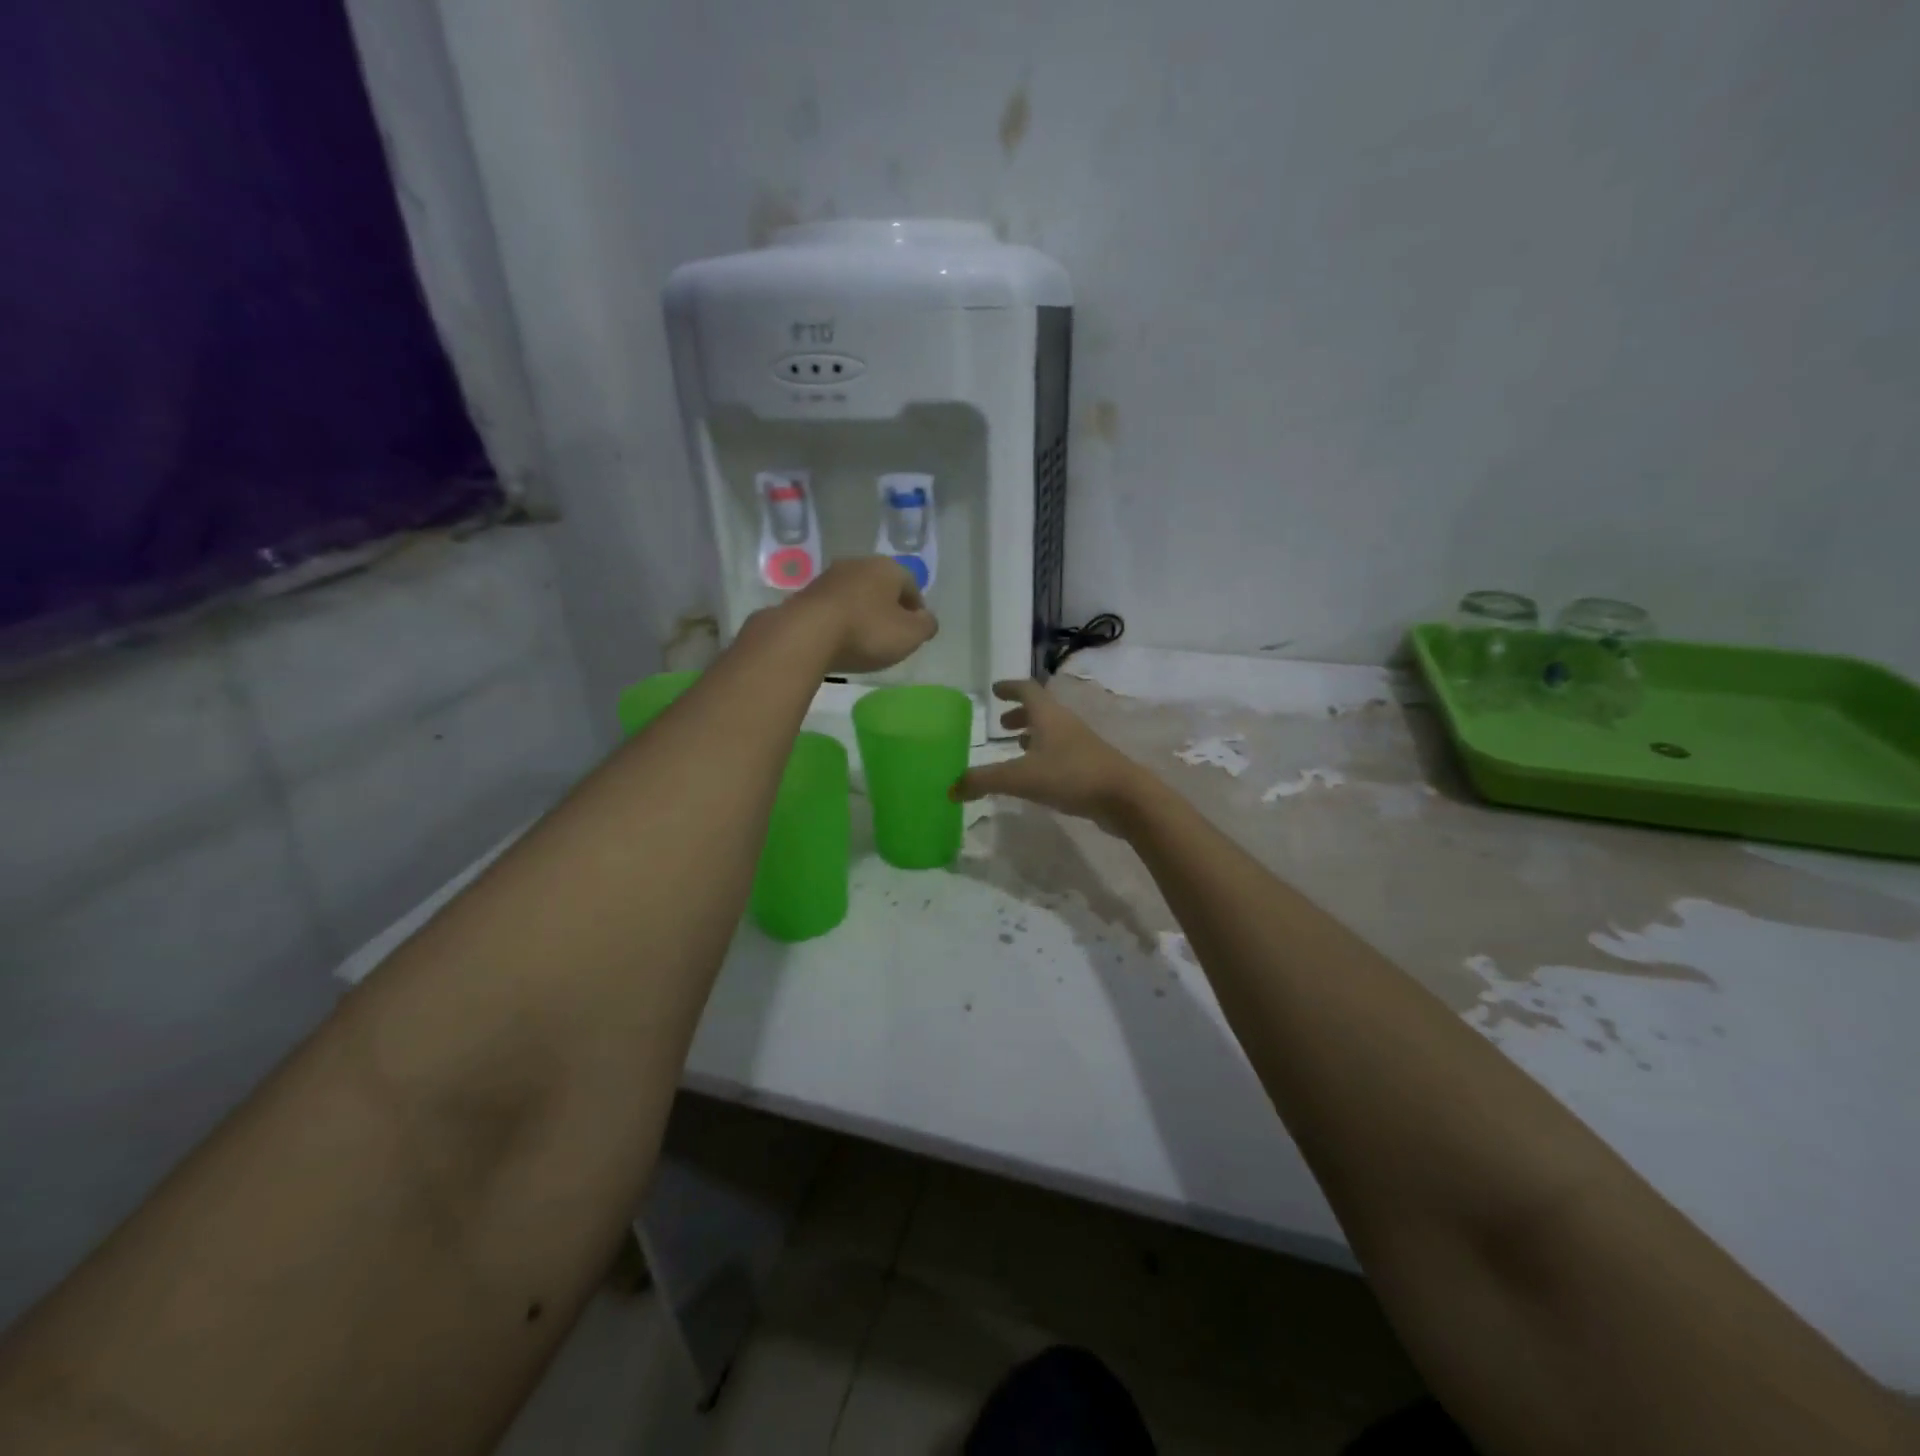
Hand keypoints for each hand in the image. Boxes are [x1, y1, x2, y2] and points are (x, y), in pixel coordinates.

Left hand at [784, 556, 937, 673]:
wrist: (806, 635)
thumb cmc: (867, 632)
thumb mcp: (910, 635)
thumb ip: (926, 626)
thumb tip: (927, 619)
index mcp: (888, 568)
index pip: (912, 587)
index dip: (916, 611)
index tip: (914, 632)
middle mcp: (858, 564)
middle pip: (882, 588)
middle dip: (888, 609)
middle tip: (890, 636)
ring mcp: (828, 577)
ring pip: (856, 595)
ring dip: (862, 613)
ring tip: (863, 640)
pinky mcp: (806, 594)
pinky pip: (833, 607)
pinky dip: (840, 620)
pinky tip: (839, 640)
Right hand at [949, 680, 1150, 833]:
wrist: (1124, 797)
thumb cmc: (1070, 775)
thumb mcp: (1020, 778)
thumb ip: (984, 781)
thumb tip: (950, 788)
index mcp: (1048, 715)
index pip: (1027, 690)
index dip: (1009, 687)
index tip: (995, 689)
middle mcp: (1065, 723)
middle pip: (1041, 710)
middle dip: (1019, 714)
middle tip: (1001, 723)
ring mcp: (1080, 744)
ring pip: (1052, 731)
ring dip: (1033, 735)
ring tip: (1016, 748)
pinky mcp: (1089, 765)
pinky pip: (1061, 752)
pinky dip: (1045, 755)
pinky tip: (1038, 774)